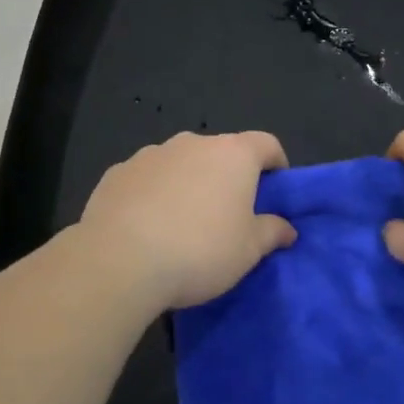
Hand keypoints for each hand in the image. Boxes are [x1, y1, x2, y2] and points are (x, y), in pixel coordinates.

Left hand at [79, 132, 296, 309]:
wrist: (120, 260)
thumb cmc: (199, 251)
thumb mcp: (248, 251)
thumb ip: (271, 232)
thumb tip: (287, 228)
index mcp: (232, 154)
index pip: (265, 144)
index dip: (275, 164)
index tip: (275, 189)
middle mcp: (191, 143)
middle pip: (220, 153)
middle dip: (227, 177)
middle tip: (228, 214)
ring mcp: (149, 154)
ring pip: (179, 164)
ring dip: (187, 183)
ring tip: (182, 223)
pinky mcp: (116, 172)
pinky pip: (146, 179)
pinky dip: (153, 194)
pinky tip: (146, 227)